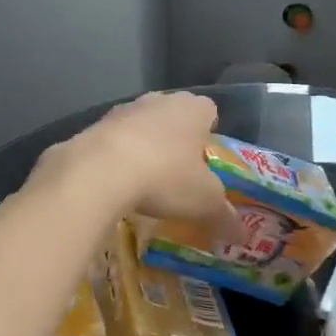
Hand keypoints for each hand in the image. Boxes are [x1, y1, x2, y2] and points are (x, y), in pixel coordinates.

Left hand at [39, 92, 243, 240]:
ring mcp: (123, 109)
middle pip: (173, 116)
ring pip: (141, 125)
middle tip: (178, 173)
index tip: (205, 159)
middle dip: (176, 140)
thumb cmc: (166, 177)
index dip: (209, 133)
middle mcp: (159, 100)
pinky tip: (115, 183)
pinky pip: (112, 140)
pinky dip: (115, 157)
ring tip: (144, 181)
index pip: (209, 111)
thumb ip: (225, 216)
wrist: (99, 170)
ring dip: (143, 146)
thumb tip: (242, 235)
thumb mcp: (204, 202)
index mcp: (192, 108)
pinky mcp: (94, 125)